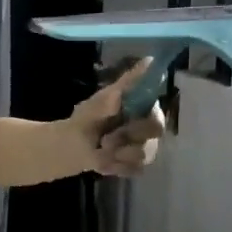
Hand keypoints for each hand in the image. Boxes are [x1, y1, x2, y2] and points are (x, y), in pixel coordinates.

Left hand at [70, 57, 166, 177]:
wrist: (74, 145)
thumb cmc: (89, 117)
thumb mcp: (101, 99)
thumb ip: (126, 83)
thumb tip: (148, 61)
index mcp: (144, 108)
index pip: (157, 115)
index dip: (142, 123)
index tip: (124, 123)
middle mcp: (150, 127)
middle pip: (154, 135)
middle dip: (127, 137)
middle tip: (105, 140)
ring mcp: (146, 147)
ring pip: (145, 154)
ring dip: (119, 154)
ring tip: (101, 150)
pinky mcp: (138, 165)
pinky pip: (135, 169)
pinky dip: (116, 166)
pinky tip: (103, 161)